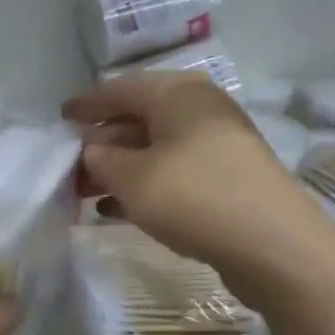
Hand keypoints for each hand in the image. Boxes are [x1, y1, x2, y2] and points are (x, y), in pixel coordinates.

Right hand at [63, 72, 334, 289]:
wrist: (274, 245)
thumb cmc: (194, 196)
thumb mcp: (132, 178)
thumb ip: (101, 159)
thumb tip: (93, 151)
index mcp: (177, 93)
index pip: (119, 89)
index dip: (86, 104)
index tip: (60, 118)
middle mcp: (199, 108)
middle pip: (138, 118)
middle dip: (101, 142)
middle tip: (70, 165)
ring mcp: (217, 143)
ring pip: (154, 148)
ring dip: (119, 168)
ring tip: (85, 192)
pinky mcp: (227, 176)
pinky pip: (173, 171)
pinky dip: (143, 184)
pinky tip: (117, 209)